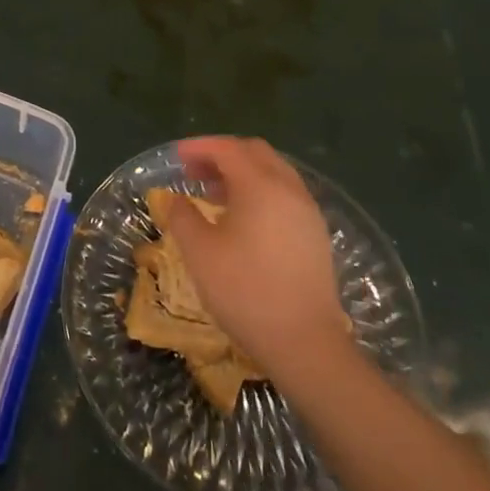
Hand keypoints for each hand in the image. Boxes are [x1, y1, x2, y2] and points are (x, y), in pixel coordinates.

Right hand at [166, 137, 353, 389]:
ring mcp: (307, 211)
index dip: (199, 147)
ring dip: (242, 173)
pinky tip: (242, 218)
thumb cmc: (245, 291)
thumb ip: (182, 216)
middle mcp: (288, 189)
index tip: (176, 157)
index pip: (228, 149)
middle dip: (222, 155)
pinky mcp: (315, 234)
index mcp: (261, 185)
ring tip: (213, 194)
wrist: (305, 343)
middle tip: (194, 172)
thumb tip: (174, 198)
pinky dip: (260, 191)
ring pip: (273, 173)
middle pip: (255, 153)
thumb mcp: (200, 252)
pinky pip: (285, 194)